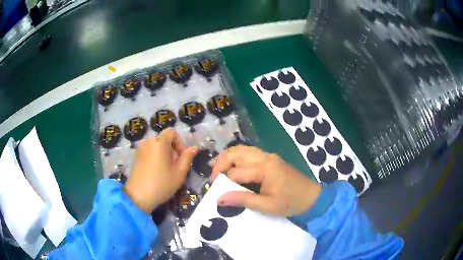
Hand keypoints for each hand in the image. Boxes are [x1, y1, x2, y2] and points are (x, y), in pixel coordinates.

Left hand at [125, 128, 197, 212]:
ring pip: (157, 147)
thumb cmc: (162, 184)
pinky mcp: (136, 157)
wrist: (138, 196)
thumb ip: (187, 157)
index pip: (172, 133)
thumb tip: (194, 148)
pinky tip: (156, 172)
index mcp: (159, 142)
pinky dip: (155, 158)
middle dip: (173, 150)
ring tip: (166, 171)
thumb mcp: (179, 172)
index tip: (182, 158)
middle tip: (175, 167)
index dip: (180, 143)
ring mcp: (140, 149)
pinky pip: (149, 152)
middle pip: (164, 140)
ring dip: (164, 155)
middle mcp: (148, 142)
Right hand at [212, 146, 321, 216]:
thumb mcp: (266, 205)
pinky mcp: (271, 159)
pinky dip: (238, 157)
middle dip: (221, 162)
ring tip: (218, 169)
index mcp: (265, 169)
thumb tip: (219, 198)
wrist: (312, 197)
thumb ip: (243, 200)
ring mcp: (269, 156)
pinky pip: (250, 153)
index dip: (223, 182)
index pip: (236, 172)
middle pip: (236, 152)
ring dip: (228, 157)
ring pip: (242, 149)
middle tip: (213, 176)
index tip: (215, 191)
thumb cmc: (290, 203)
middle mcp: (265, 157)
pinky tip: (233, 166)